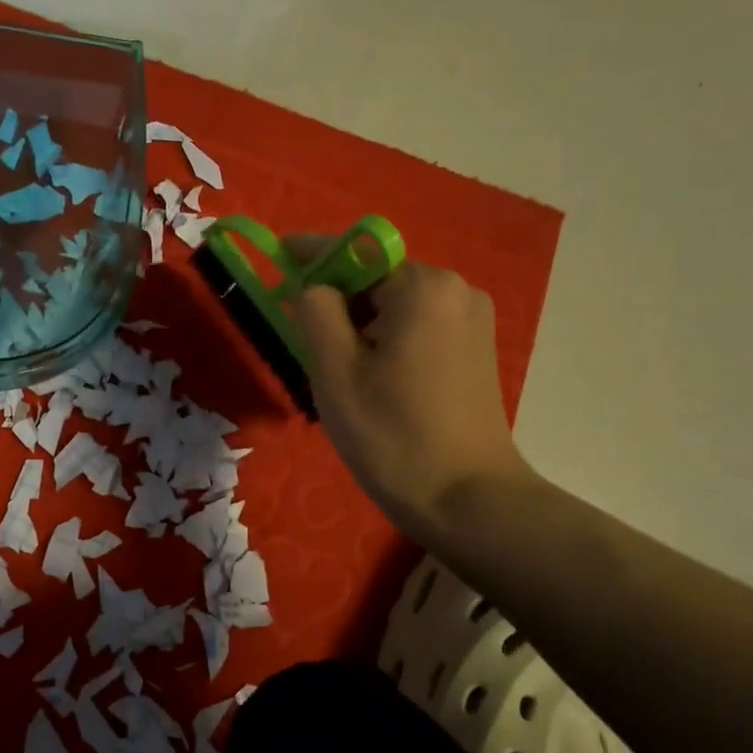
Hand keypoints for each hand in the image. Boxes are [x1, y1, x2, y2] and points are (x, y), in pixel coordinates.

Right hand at [292, 251, 535, 545]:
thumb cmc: (392, 436)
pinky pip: (417, 326)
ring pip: (395, 306)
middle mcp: (455, 289)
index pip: (354, 253)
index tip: (276, 254)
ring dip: (360, 325)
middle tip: (307, 346)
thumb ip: (315, 312)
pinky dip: (386, 339)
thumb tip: (313, 287)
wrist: (468, 500)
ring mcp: (471, 319)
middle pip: (376, 279)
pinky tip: (374, 380)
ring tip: (339, 374)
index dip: (310, 253)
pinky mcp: (475, 348)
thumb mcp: (335, 372)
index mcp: (422, 287)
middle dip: (337, 302)